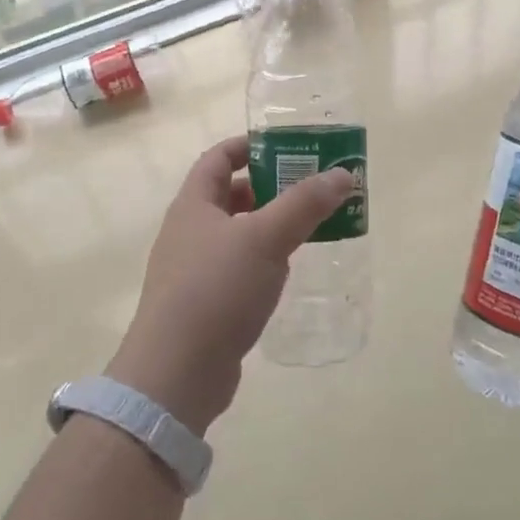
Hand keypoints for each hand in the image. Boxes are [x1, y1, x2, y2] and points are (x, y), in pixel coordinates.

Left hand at [108, 135, 354, 432]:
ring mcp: (193, 269)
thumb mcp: (266, 238)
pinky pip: (237, 267)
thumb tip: (343, 173)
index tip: (287, 146)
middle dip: (269, 186)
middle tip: (310, 187)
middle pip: (230, 195)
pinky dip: (262, 259)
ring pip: (236, 233)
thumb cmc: (216, 289)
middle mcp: (189, 231)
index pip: (218, 158)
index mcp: (194, 205)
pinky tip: (287, 270)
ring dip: (269, 224)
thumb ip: (305, 204)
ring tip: (308, 225)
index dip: (249, 146)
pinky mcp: (204, 303)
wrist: (176, 373)